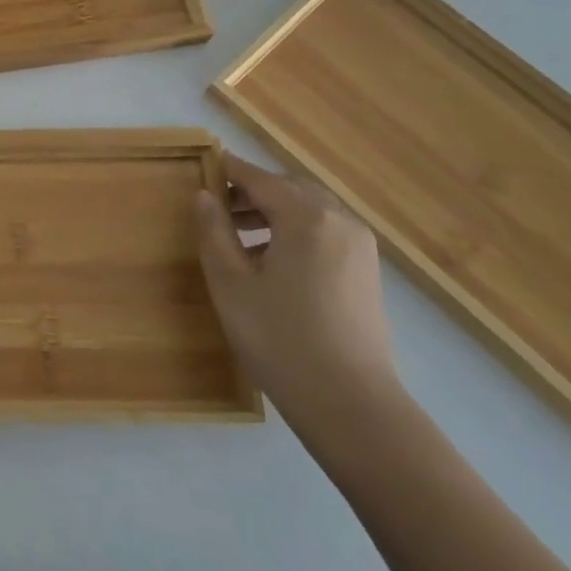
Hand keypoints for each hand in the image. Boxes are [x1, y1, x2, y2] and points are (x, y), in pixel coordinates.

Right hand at [194, 150, 400, 428]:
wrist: (351, 405)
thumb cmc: (280, 339)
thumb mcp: (231, 283)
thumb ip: (214, 231)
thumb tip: (205, 195)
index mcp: (306, 217)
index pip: (260, 178)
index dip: (229, 170)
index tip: (203, 165)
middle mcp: (339, 221)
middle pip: (290, 188)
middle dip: (253, 191)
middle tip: (217, 205)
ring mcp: (359, 247)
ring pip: (310, 210)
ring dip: (274, 211)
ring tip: (238, 234)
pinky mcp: (366, 273)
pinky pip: (325, 233)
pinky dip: (295, 231)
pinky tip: (270, 261)